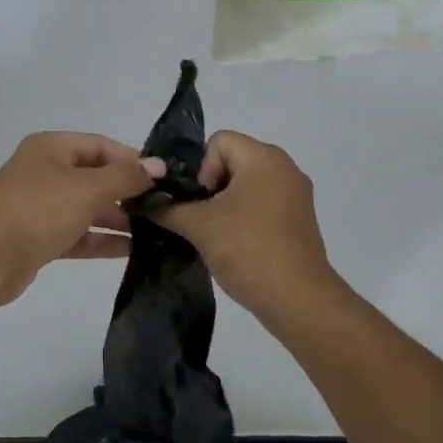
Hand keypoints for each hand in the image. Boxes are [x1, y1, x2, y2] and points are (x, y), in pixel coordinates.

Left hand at [0, 133, 164, 305]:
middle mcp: (43, 172)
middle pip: (93, 176)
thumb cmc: (39, 210)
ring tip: (155, 231)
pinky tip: (132, 250)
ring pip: (86, 207)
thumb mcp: (88, 188)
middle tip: (163, 207)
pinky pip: (77, 234)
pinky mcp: (38, 238)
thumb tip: (158, 165)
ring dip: (117, 218)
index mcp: (49, 148)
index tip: (162, 177)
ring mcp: (39, 206)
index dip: (130, 158)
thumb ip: (126, 177)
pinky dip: (100, 240)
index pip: (99, 145)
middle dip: (126, 191)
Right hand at [154, 131, 342, 323]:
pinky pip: (262, 205)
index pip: (218, 142)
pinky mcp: (299, 220)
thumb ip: (166, 207)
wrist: (297, 301)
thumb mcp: (197, 226)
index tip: (201, 203)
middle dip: (209, 189)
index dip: (201, 169)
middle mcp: (285, 167)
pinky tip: (236, 246)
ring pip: (245, 186)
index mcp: (264, 157)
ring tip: (216, 236)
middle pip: (231, 162)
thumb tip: (143, 201)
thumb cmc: (247, 249)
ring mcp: (296, 195)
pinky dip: (244, 219)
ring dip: (225, 206)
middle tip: (202, 221)